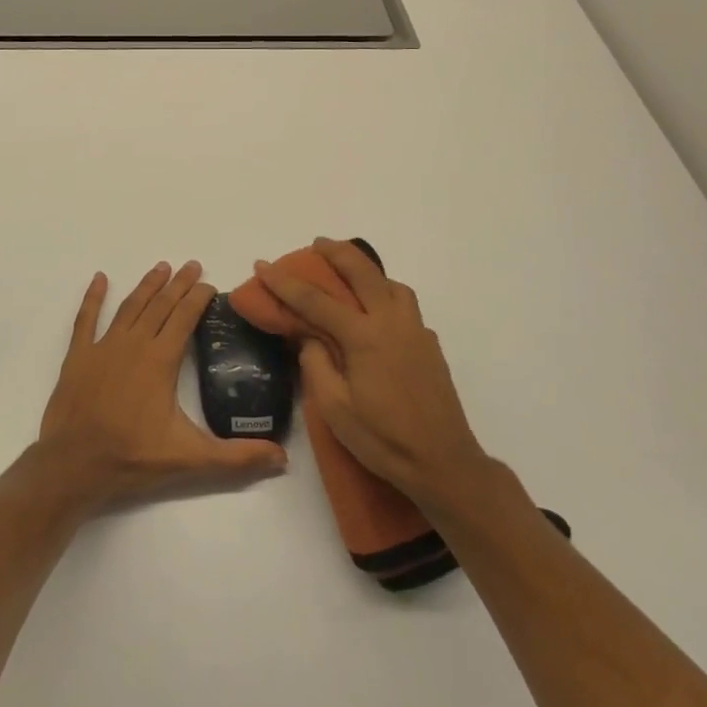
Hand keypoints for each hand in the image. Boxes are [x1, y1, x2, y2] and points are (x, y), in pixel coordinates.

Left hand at [40, 261, 286, 512]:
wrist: (73, 466)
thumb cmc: (132, 458)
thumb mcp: (191, 459)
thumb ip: (237, 457)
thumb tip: (283, 458)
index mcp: (161, 360)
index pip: (184, 318)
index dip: (198, 298)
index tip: (210, 284)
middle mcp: (134, 344)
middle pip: (160, 305)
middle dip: (179, 284)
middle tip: (192, 265)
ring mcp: (103, 347)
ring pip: (130, 307)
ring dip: (147, 286)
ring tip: (161, 267)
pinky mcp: (78, 356)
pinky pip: (86, 319)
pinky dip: (93, 298)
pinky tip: (100, 279)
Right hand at [253, 238, 494, 513]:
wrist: (443, 463)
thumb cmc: (383, 440)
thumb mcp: (335, 409)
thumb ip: (316, 365)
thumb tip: (310, 338)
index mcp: (364, 337)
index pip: (316, 300)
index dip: (285, 282)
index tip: (263, 265)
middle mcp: (392, 323)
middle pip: (362, 272)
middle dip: (336, 252)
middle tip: (317, 243)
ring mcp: (415, 331)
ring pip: (391, 284)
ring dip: (367, 270)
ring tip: (349, 275)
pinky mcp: (429, 344)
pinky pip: (405, 304)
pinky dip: (386, 293)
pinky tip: (376, 313)